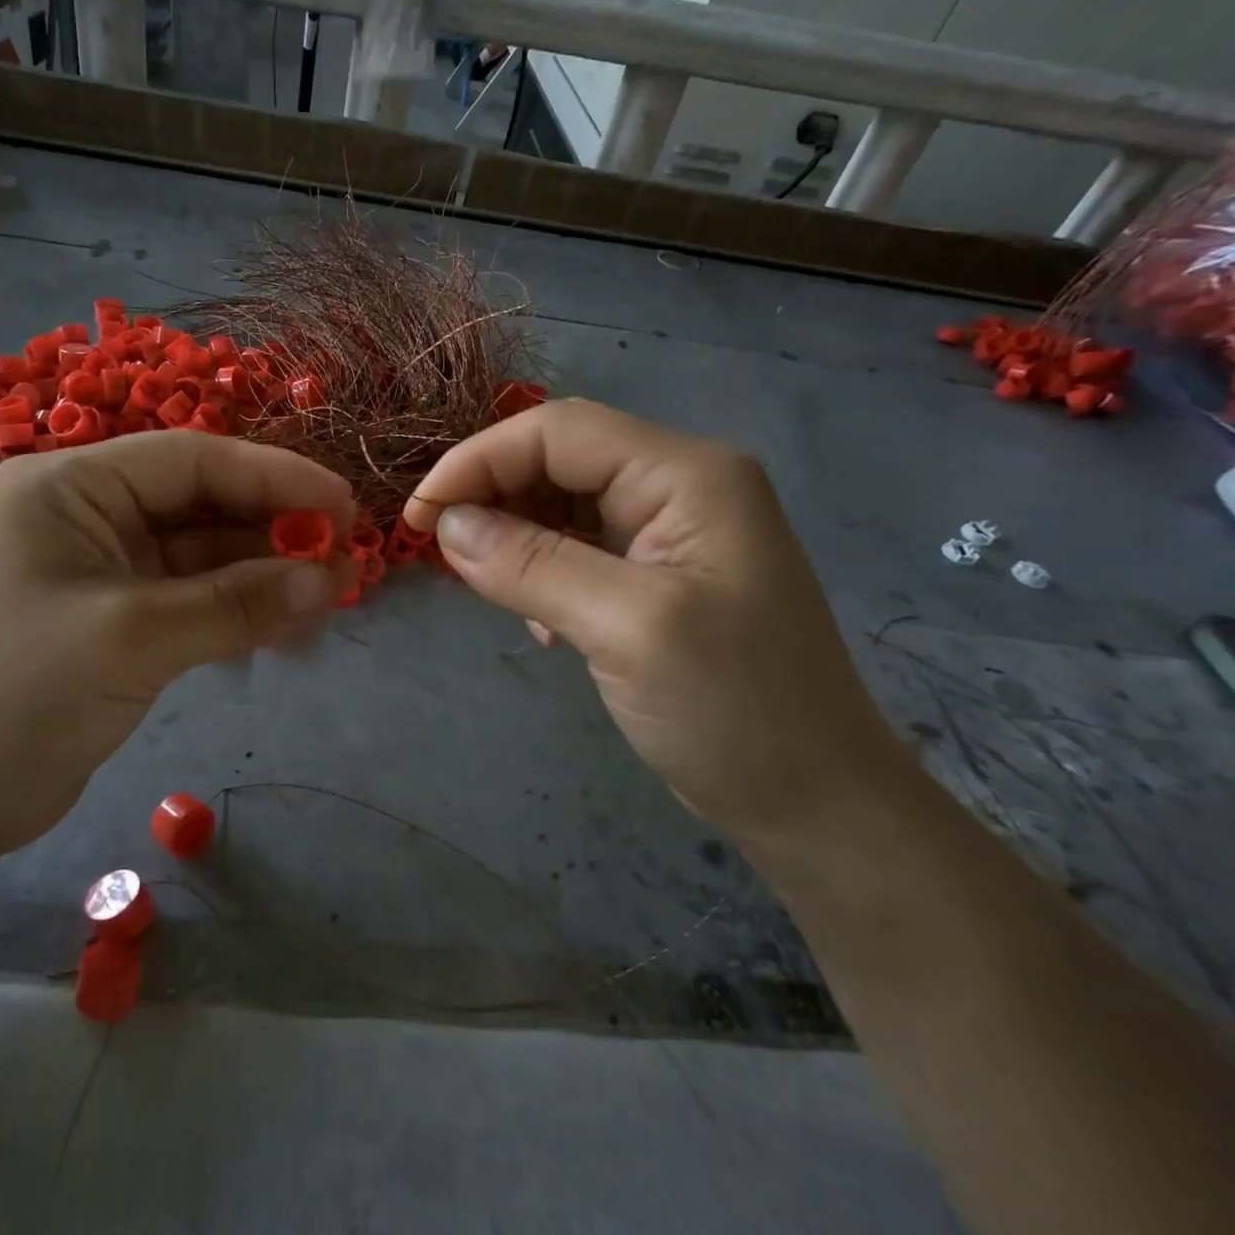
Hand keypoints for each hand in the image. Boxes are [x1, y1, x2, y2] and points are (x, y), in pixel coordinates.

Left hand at [0, 432, 353, 862]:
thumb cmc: (18, 692)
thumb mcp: (134, 637)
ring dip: (264, 574)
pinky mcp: (120, 621)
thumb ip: (237, 603)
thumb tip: (332, 579)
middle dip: (274, 529)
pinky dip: (239, 610)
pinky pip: (194, 599)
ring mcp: (106, 570)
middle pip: (203, 505)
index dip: (274, 476)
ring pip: (204, 556)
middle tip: (347, 556)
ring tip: (332, 593)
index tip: (343, 502)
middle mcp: (89, 515)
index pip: (191, 460)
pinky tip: (288, 624)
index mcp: (72, 486)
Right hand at [403, 400, 904, 840]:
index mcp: (686, 474)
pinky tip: (538, 621)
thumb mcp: (627, 628)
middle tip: (442, 550)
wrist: (815, 804)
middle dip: (492, 495)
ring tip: (488, 588)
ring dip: (513, 537)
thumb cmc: (735, 710)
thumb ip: (531, 565)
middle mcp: (679, 486)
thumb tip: (447, 526)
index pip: (558, 431)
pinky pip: (577, 549)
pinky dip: (539, 572)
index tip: (419, 515)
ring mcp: (669, 534)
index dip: (478, 460)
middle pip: (559, 460)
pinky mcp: (656, 577)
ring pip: (562, 505)